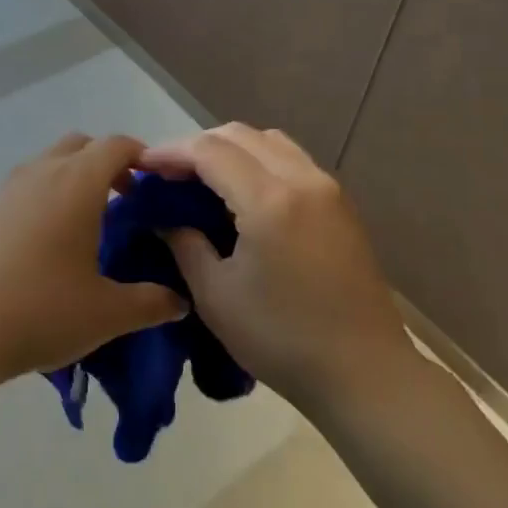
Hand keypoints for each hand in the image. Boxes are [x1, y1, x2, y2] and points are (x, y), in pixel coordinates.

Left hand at [0, 133, 188, 388]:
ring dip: (73, 178)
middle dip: (108, 163)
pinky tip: (47, 244)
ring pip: (50, 163)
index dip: (142, 156)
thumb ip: (150, 303)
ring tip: (87, 224)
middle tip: (125, 201)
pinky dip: (45, 196)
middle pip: (82, 145)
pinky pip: (26, 186)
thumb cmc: (41, 309)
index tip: (156, 184)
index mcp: (78, 182)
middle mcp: (43, 171)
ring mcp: (9, 188)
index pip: (117, 145)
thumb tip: (180, 302)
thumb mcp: (107, 313)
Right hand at [139, 123, 406, 410]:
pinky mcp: (340, 202)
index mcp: (269, 200)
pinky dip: (259, 159)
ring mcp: (326, 187)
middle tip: (168, 173)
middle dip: (197, 145)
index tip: (142, 165)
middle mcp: (301, 179)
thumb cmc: (283, 339)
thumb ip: (186, 245)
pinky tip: (243, 190)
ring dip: (230, 147)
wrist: (365, 373)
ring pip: (268, 140)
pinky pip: (291, 158)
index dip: (170, 152)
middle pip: (239, 135)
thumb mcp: (217, 296)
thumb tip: (167, 219)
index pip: (209, 151)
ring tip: (203, 177)